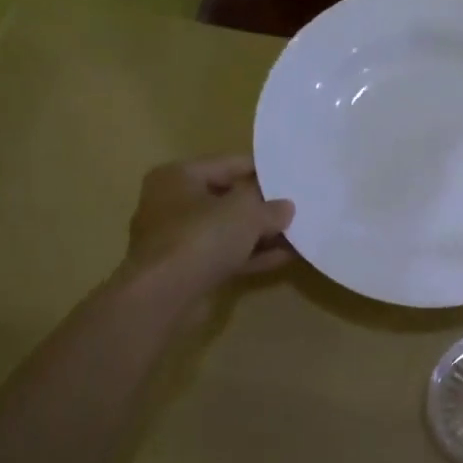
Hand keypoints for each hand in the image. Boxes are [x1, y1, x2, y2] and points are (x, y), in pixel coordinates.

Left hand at [123, 156, 294, 293]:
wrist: (164, 297)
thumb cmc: (201, 237)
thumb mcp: (246, 212)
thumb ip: (270, 207)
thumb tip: (286, 208)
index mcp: (177, 176)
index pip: (228, 164)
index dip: (262, 169)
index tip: (291, 176)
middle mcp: (172, 204)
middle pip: (227, 198)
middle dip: (262, 205)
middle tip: (296, 206)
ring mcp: (177, 240)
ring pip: (227, 230)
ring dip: (260, 234)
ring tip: (297, 233)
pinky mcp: (186, 270)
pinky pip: (225, 255)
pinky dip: (251, 255)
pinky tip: (284, 257)